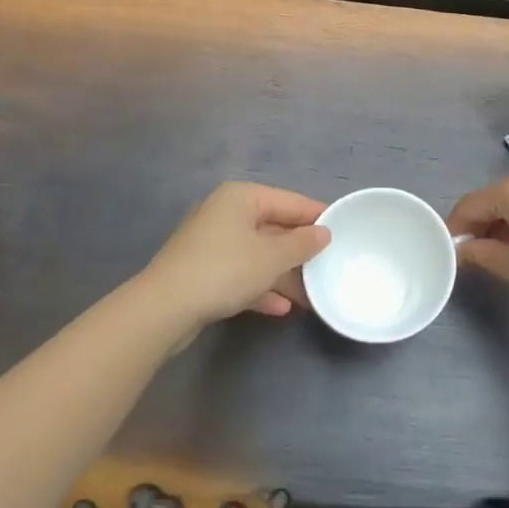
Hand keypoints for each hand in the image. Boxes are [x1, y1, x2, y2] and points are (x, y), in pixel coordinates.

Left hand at [140, 182, 330, 331]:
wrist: (163, 309)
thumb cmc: (224, 270)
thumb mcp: (272, 257)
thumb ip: (302, 243)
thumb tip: (324, 232)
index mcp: (242, 197)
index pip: (290, 201)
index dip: (317, 216)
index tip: (344, 231)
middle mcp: (226, 214)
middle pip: (274, 228)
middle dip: (300, 252)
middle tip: (329, 266)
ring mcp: (213, 243)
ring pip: (258, 254)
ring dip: (283, 275)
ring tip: (310, 295)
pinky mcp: (204, 271)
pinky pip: (242, 274)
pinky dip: (261, 287)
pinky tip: (281, 308)